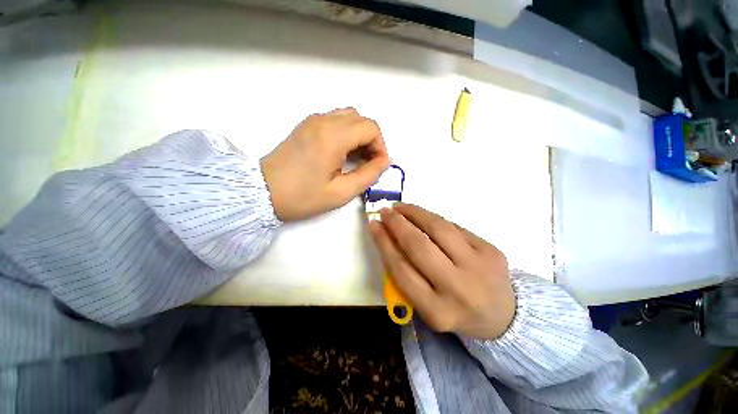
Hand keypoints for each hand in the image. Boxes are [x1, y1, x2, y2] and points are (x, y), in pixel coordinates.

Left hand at [261, 108, 389, 220]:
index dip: (380, 146)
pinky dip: (346, 133)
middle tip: (369, 163)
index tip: (378, 165)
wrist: (262, 192)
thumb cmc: (303, 196)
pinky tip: (341, 153)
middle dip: (371, 140)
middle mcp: (323, 121)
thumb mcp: (341, 192)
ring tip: (356, 158)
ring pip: (348, 117)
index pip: (371, 128)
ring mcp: (312, 121)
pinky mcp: (306, 125)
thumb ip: (368, 175)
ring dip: (359, 135)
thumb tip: (384, 161)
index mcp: (333, 137)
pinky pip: (335, 120)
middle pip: (361, 119)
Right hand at [368, 204, 515, 339]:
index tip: (373, 225)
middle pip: (419, 246)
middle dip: (397, 223)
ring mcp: (478, 266)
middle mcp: (458, 289)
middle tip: (385, 211)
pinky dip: (433, 218)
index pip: (401, 269)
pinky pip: (454, 226)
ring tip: (401, 207)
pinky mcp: (491, 250)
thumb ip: (407, 274)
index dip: (384, 243)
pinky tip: (422, 215)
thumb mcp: (427, 305)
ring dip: (415, 213)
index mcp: (437, 311)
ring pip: (438, 228)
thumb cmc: (454, 310)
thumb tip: (388, 237)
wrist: (503, 316)